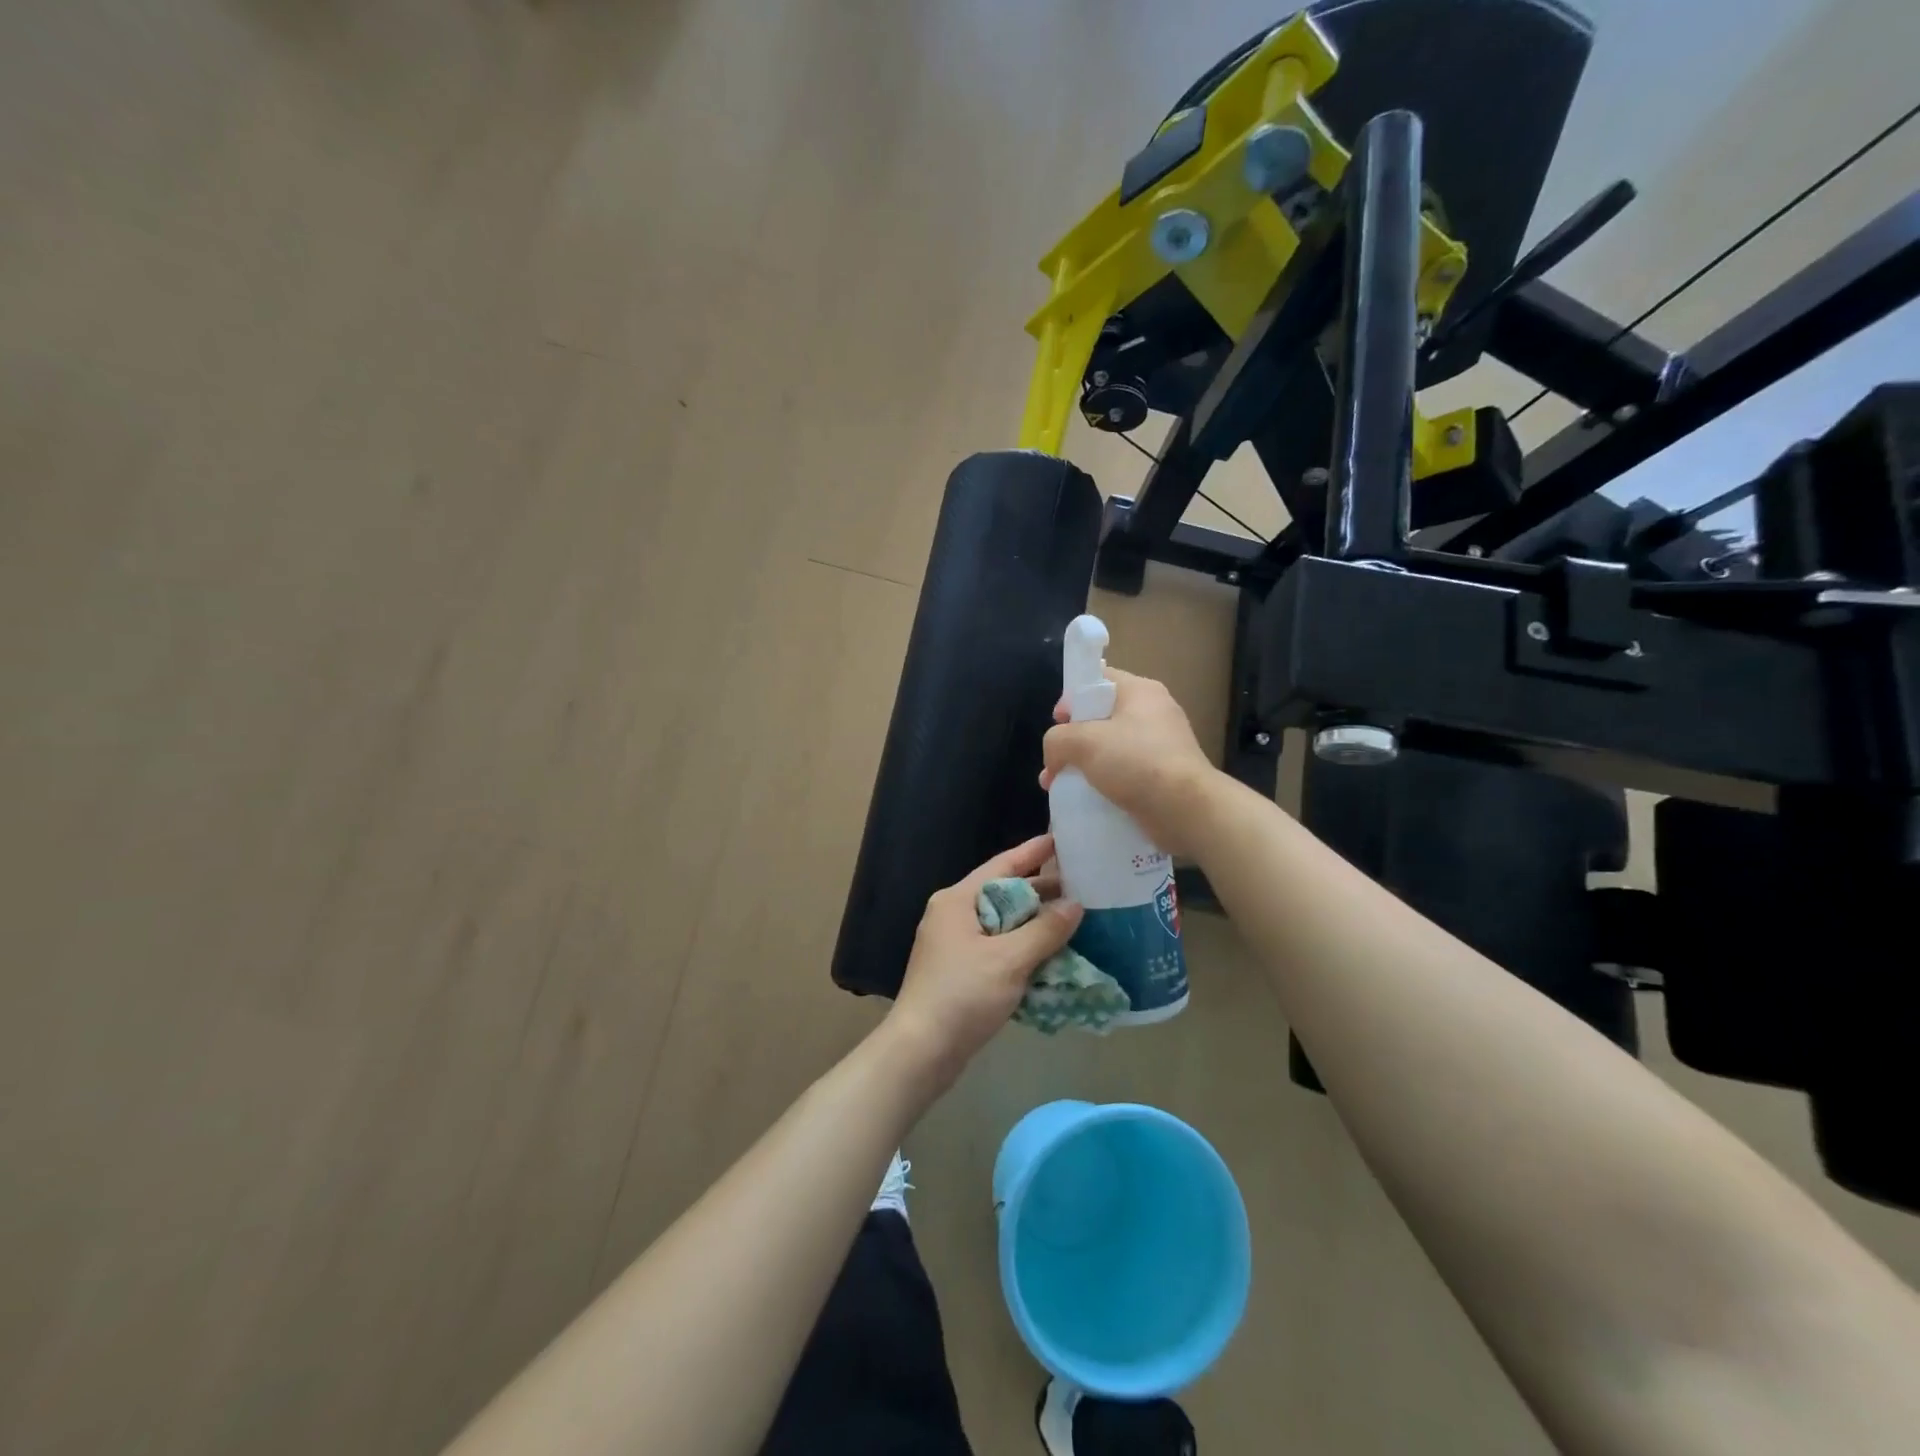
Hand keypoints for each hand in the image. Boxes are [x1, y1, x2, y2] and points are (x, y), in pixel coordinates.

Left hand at [885, 834, 1082, 1086]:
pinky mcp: (960, 971)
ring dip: (1034, 924)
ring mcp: (954, 944)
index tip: (1061, 839)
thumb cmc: (962, 995)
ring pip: (1002, 924)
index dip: (1033, 852)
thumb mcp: (1009, 960)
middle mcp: (953, 915)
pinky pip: (998, 948)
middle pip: (1003, 893)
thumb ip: (1045, 931)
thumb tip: (1075, 905)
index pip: (1002, 865)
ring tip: (1074, 920)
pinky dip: (1023, 948)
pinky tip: (1051, 956)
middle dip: (1040, 892)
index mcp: (958, 901)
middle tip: (1081, 886)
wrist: (920, 1051)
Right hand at [1040, 669, 1219, 855]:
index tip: (1058, 723)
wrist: (1186, 810)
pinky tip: (1086, 800)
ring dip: (1083, 765)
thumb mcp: (1083, 742)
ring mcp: (1160, 745)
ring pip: (1110, 748)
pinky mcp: (1162, 775)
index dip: (1072, 697)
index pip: (1098, 679)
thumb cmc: (1136, 762)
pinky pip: (1124, 772)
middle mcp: (1153, 712)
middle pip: (1100, 716)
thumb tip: (1054, 758)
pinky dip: (1103, 783)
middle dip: (1072, 740)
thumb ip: (1057, 740)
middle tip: (1055, 762)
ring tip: (1061, 787)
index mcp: (1140, 691)